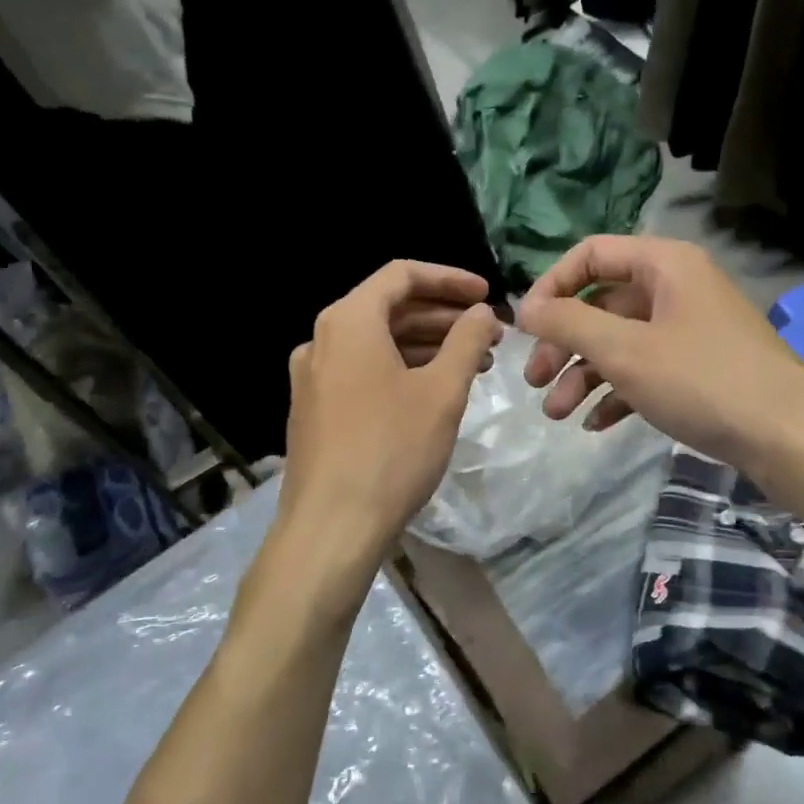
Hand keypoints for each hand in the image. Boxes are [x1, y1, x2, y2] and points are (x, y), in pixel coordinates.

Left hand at [275, 261, 499, 607]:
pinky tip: (435, 391)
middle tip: (490, 334)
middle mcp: (322, 339)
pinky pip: (364, 370)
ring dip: (427, 345)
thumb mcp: (442, 391)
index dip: (450, 279)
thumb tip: (483, 313)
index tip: (488, 295)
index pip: (402, 275)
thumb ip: (467, 341)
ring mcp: (314, 376)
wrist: (331, 528)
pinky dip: (403, 369)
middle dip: (444, 316)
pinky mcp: (315, 409)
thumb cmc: (392, 450)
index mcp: (349, 322)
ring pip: (378, 342)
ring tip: (474, 364)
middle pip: (389, 307)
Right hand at [515, 235, 803, 467]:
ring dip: (585, 375)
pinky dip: (618, 392)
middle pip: (603, 304)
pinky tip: (596, 423)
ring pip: (622, 342)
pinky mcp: (701, 367)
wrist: (789, 436)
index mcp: (664, 265)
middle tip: (535, 383)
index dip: (552, 286)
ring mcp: (692, 329)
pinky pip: (647, 369)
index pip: (591, 254)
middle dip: (564, 343)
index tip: (526, 328)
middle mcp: (678, 288)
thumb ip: (568, 324)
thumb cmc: (702, 380)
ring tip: (558, 414)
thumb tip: (526, 308)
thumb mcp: (625, 350)